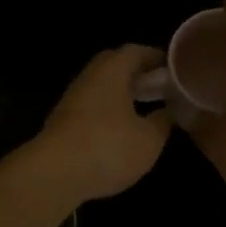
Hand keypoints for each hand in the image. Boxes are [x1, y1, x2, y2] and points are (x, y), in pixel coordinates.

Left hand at [26, 44, 173, 202]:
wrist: (54, 174)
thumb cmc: (108, 147)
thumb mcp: (148, 139)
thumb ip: (162, 122)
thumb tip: (168, 110)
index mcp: (111, 71)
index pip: (134, 51)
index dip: (154, 57)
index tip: (172, 68)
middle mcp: (88, 78)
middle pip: (113, 66)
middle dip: (136, 73)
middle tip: (158, 86)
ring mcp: (72, 100)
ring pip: (100, 87)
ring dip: (120, 94)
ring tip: (143, 109)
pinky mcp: (62, 123)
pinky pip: (91, 107)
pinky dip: (107, 112)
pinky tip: (119, 130)